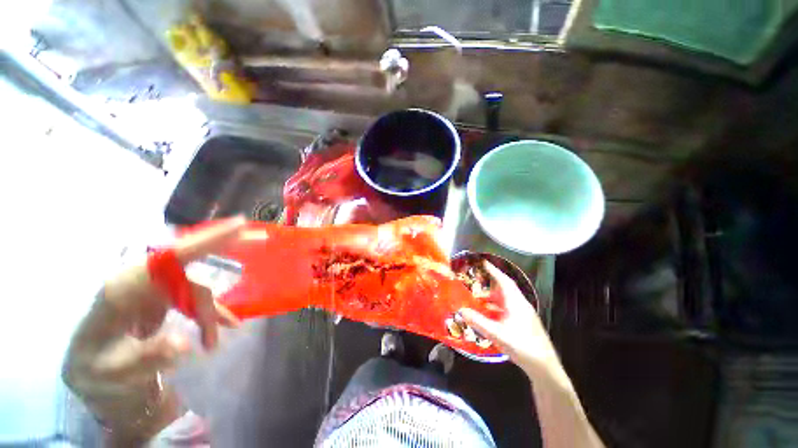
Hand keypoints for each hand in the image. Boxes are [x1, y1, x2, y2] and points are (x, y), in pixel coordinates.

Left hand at [62, 217, 244, 441]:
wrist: (92, 368)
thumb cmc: (95, 367)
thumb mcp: (113, 372)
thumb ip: (146, 357)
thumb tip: (184, 343)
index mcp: (124, 288)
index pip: (170, 257)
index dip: (206, 241)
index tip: (239, 225)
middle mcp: (143, 281)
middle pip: (191, 265)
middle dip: (226, 250)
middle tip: (260, 237)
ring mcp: (155, 289)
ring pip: (197, 291)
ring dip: (209, 315)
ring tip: (211, 342)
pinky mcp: (164, 298)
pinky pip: (195, 301)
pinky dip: (210, 315)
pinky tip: (218, 331)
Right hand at [459, 262, 560, 377]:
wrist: (544, 367)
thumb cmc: (522, 346)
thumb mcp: (497, 334)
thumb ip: (478, 322)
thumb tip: (461, 310)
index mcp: (516, 303)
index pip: (504, 281)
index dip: (494, 271)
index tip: (483, 262)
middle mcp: (521, 305)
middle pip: (505, 289)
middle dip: (491, 283)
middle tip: (477, 281)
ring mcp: (524, 314)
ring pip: (506, 299)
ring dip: (493, 297)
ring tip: (479, 299)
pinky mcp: (524, 322)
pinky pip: (508, 308)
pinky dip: (497, 307)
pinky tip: (490, 314)